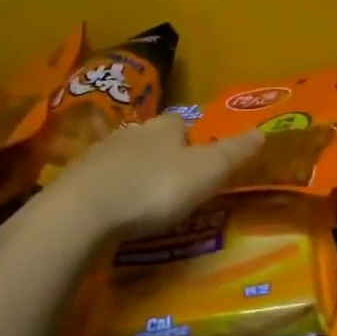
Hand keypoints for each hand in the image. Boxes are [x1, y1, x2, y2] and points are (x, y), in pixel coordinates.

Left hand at [37, 114, 263, 240]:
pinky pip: (99, 182)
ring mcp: (98, 156)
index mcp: (164, 128)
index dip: (192, 138)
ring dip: (134, 173)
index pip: (181, 123)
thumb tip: (263, 132)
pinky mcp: (73, 182)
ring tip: (144, 199)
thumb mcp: (205, 172)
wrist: (81, 212)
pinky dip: (109, 192)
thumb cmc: (153, 188)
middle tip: (174, 182)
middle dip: (161, 155)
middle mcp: (131, 133)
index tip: (199, 159)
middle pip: (151, 138)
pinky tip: (113, 212)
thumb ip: (233, 154)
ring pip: (123, 159)